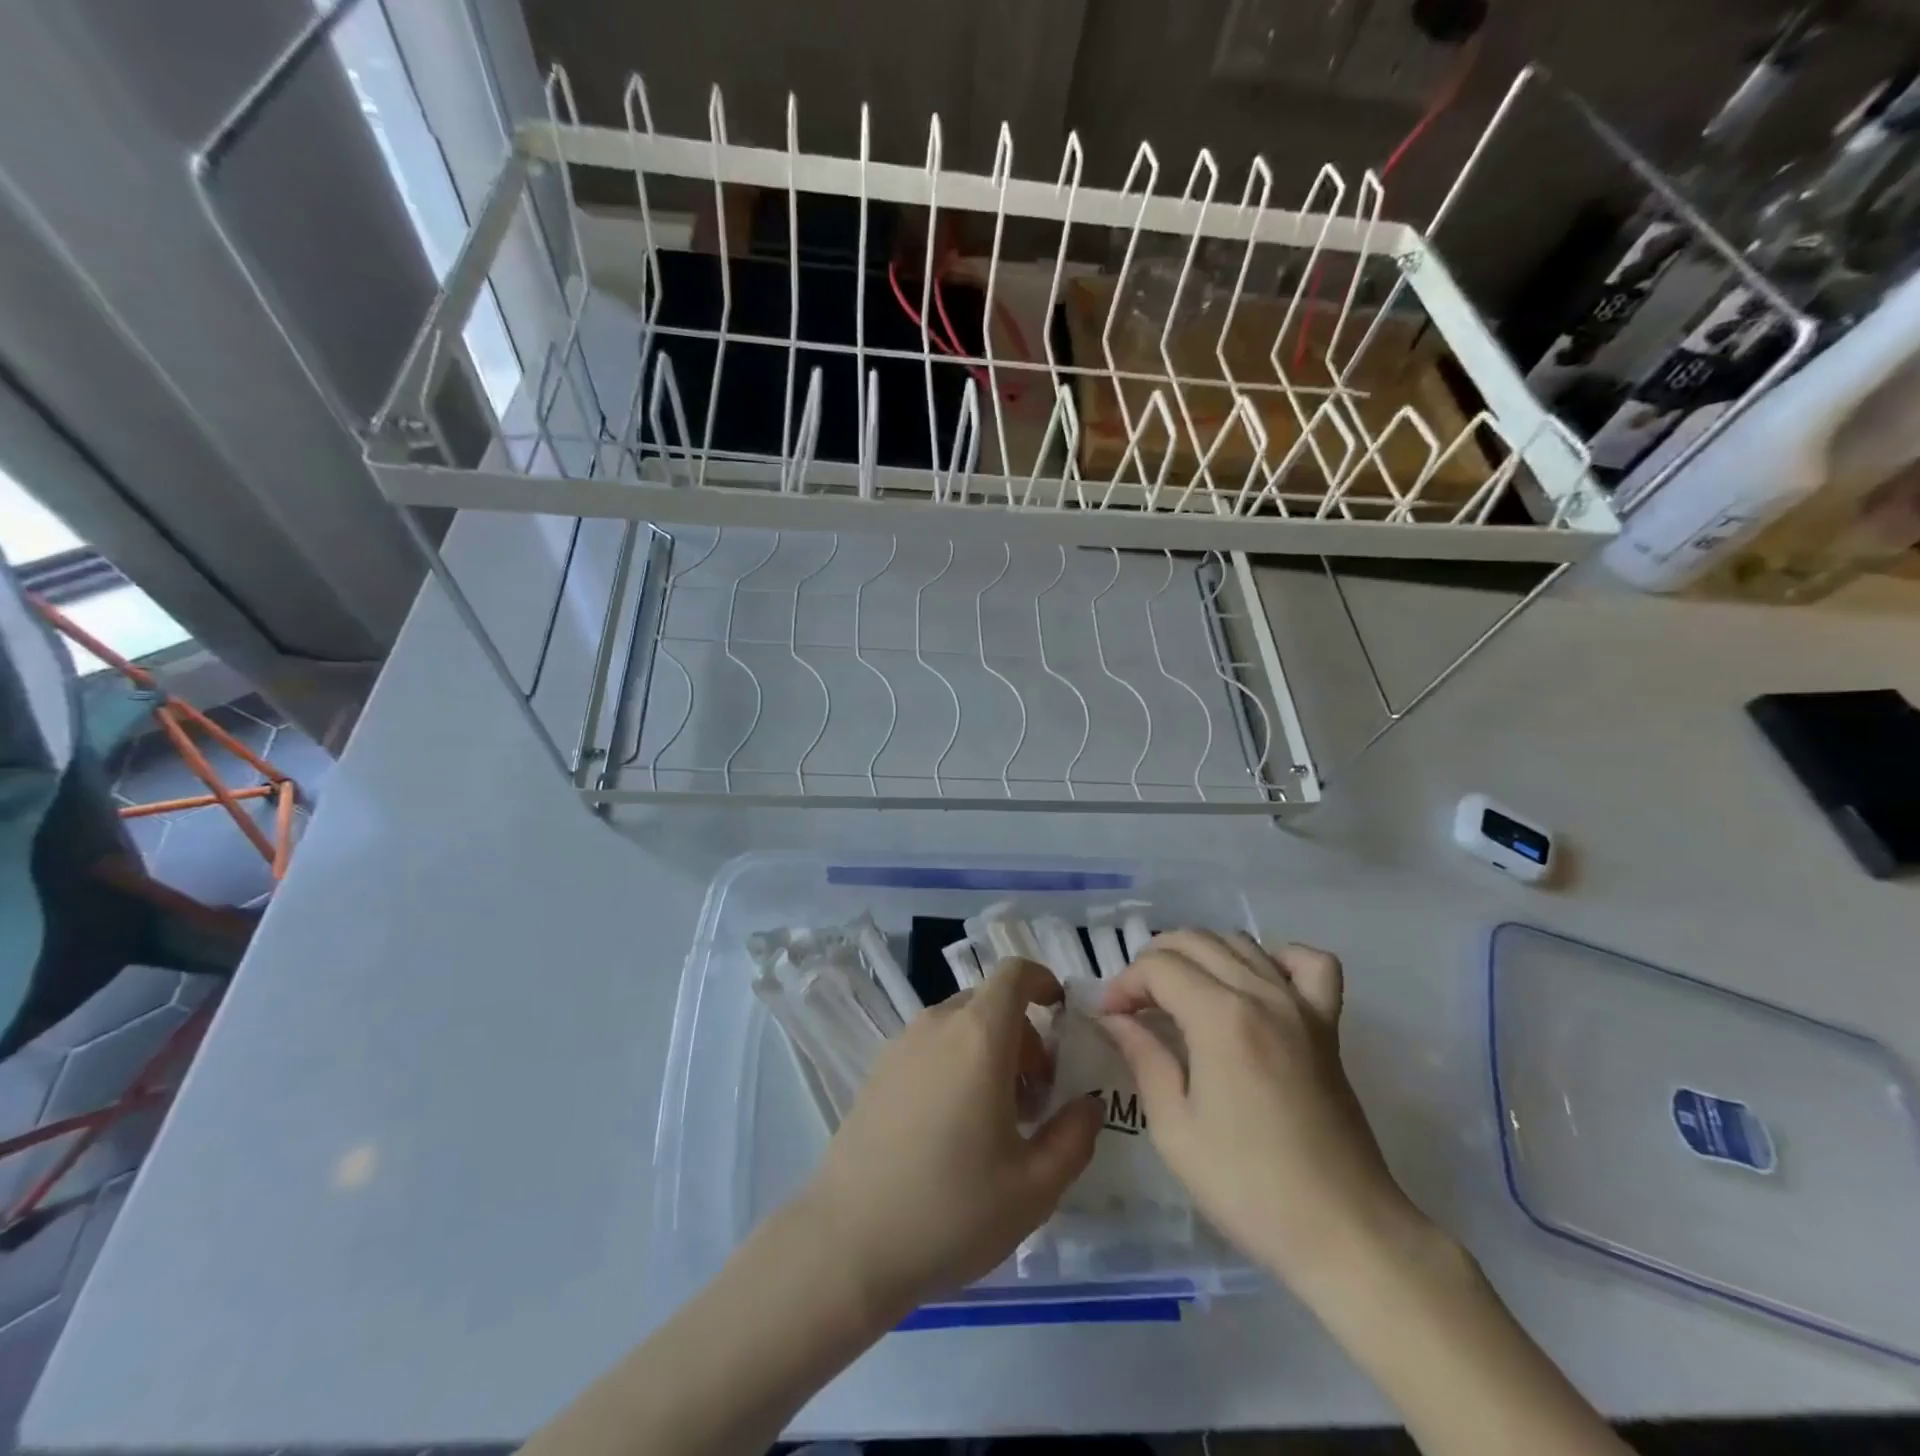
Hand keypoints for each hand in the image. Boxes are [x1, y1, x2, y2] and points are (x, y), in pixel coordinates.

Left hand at [795, 957, 1101, 1318]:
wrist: (847, 1244)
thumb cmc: (951, 1210)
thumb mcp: (1034, 1187)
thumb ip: (1074, 1136)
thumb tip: (1088, 1104)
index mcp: (979, 1036)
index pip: (1014, 973)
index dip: (1043, 981)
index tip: (1062, 1017)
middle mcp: (938, 1025)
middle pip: (990, 1003)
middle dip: (1024, 1035)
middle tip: (1036, 1098)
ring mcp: (901, 1045)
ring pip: (959, 1025)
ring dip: (989, 1052)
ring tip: (997, 1120)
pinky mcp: (877, 1071)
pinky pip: (930, 1046)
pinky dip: (956, 1063)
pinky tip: (953, 1128)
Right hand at [1099, 930, 1424, 1299]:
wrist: (1344, 1233)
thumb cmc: (1248, 1186)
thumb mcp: (1175, 1128)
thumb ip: (1143, 1057)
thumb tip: (1113, 1019)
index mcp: (1221, 1017)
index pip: (1158, 967)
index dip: (1124, 985)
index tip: (1110, 1019)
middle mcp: (1262, 994)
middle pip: (1194, 942)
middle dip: (1153, 963)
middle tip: (1136, 1007)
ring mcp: (1301, 1005)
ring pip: (1240, 942)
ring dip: (1200, 956)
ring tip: (1181, 995)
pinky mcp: (1328, 1025)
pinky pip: (1309, 963)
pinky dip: (1276, 958)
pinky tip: (1256, 984)